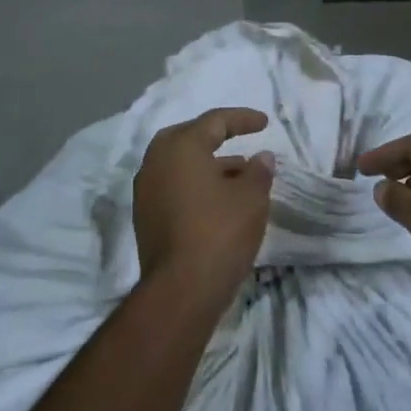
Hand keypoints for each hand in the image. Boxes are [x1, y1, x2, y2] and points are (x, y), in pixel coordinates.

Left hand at [133, 107, 275, 304]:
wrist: (181, 291)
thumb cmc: (219, 232)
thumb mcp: (251, 198)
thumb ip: (258, 172)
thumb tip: (261, 158)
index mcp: (181, 147)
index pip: (214, 121)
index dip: (242, 119)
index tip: (265, 123)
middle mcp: (156, 162)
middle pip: (188, 138)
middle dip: (215, 137)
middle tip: (239, 140)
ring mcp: (146, 191)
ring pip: (179, 165)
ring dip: (208, 164)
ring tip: (240, 176)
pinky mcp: (146, 217)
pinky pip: (173, 186)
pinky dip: (195, 184)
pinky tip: (219, 200)